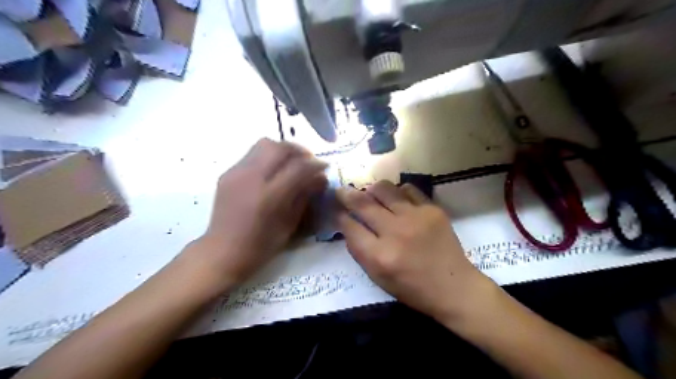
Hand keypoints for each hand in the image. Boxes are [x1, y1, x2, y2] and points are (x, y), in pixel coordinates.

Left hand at [190, 140, 326, 286]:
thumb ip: (305, 196)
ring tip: (291, 163)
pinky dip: (268, 157)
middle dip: (299, 150)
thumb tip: (320, 178)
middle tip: (308, 161)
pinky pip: (252, 154)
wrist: (223, 251)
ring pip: (264, 144)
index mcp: (269, 196)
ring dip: (283, 150)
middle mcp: (251, 178)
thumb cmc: (261, 245)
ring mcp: (236, 173)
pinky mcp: (227, 173)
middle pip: (279, 147)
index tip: (325, 167)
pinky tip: (273, 172)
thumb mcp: (290, 224)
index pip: (298, 168)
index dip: (315, 164)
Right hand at [338, 180, 494, 321]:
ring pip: (383, 189)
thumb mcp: (378, 277)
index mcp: (379, 256)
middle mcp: (395, 232)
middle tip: (341, 191)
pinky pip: (407, 189)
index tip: (337, 211)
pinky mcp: (432, 209)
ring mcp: (415, 217)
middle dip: (346, 195)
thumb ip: (360, 250)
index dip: (340, 216)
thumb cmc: (412, 288)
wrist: (454, 287)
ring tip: (370, 193)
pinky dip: (397, 192)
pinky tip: (397, 199)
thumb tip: (348, 224)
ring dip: (371, 190)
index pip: (349, 226)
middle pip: (362, 203)